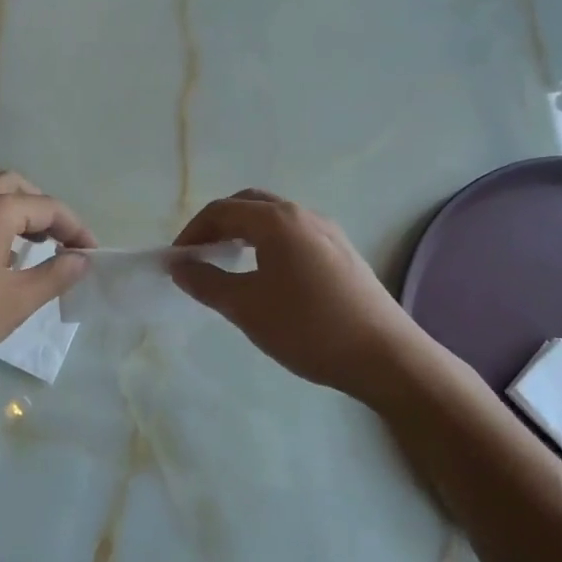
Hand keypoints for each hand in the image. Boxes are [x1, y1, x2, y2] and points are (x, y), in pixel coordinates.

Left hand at [0, 172, 95, 382]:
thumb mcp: (16, 302)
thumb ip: (54, 275)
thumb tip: (82, 259)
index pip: (47, 206)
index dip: (75, 228)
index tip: (91, 254)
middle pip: (16, 187)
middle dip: (44, 209)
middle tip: (61, 241)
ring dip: (19, 214)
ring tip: (38, 250)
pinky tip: (2, 261)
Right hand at [171, 189, 430, 399]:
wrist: (385, 356)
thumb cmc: (307, 328)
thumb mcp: (246, 307)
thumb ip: (206, 282)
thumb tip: (179, 266)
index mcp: (277, 221)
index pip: (222, 210)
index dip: (192, 232)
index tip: (176, 262)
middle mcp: (304, 215)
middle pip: (249, 205)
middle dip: (218, 225)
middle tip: (199, 256)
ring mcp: (328, 232)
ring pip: (274, 219)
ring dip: (244, 234)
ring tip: (228, 265)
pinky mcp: (342, 253)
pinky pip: (294, 235)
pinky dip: (268, 244)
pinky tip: (266, 277)